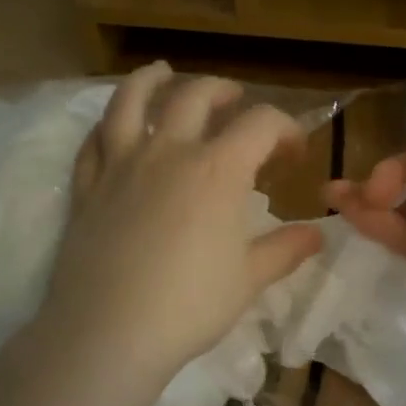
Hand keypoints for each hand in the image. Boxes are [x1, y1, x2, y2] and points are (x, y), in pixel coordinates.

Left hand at [37, 63, 322, 388]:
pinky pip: (93, 142)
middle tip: (236, 101)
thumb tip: (318, 234)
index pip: (260, 123)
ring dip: (151, 79)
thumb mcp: (249, 279)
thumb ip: (285, 250)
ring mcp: (120, 165)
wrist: (110, 333)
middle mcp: (168, 152)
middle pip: (196, 95)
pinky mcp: (87, 188)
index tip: (294, 152)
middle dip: (224, 91)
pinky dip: (106, 125)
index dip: (285, 128)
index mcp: (218, 169)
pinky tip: (112, 127)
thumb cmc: (190, 305)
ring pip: (131, 101)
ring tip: (163, 72)